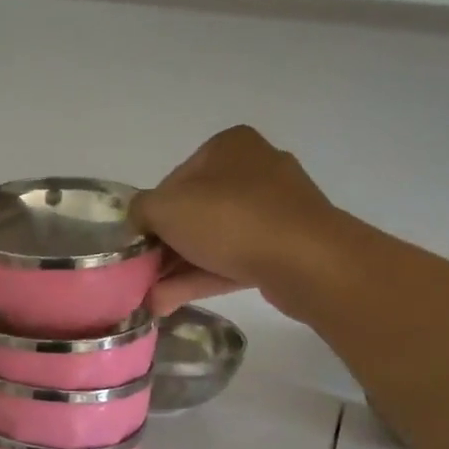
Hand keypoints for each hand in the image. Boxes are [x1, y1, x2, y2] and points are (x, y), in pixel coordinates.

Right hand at [131, 126, 342, 318]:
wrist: (308, 260)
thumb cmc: (230, 218)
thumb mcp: (164, 208)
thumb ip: (140, 210)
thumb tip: (140, 221)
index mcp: (228, 146)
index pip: (174, 180)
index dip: (152, 214)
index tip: (141, 243)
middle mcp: (256, 169)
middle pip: (195, 211)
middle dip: (166, 246)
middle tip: (144, 274)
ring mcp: (277, 209)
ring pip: (215, 238)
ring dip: (180, 267)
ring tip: (152, 297)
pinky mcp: (288, 245)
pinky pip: (237, 258)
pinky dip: (205, 276)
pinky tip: (172, 301)